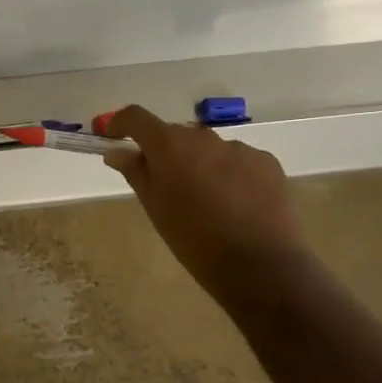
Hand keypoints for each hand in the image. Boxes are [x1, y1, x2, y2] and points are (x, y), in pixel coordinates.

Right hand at [100, 105, 305, 293]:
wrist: (259, 266)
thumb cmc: (193, 238)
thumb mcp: (154, 207)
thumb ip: (135, 172)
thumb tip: (116, 152)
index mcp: (169, 145)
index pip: (136, 117)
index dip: (120, 123)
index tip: (114, 138)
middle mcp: (204, 137)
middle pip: (174, 134)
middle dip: (163, 151)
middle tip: (163, 183)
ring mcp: (239, 148)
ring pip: (207, 148)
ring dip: (198, 162)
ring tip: (205, 199)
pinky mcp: (267, 162)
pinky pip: (237, 159)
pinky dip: (228, 172)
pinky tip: (235, 203)